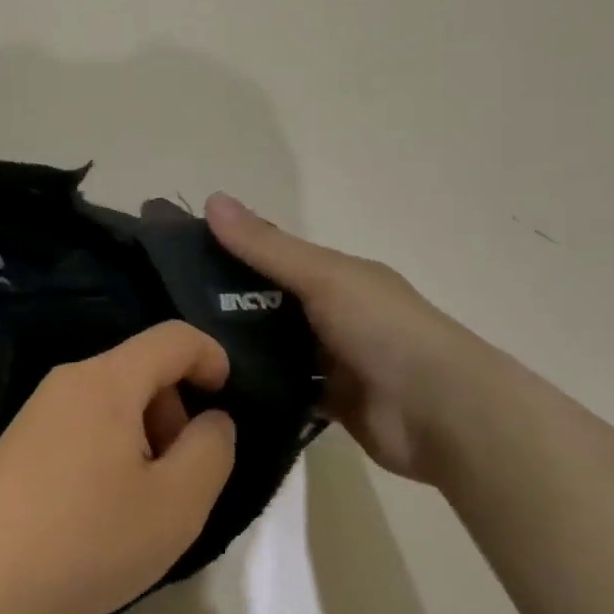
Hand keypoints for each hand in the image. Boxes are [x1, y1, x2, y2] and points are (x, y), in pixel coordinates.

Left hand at [0, 322, 237, 613]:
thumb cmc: (91, 539)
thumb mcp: (177, 504)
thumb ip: (211, 450)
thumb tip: (213, 420)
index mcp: (108, 379)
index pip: (173, 338)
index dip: (211, 357)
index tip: (227, 402)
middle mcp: (71, 378)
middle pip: (142, 369)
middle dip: (175, 411)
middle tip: (180, 477)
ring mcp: (40, 405)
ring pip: (113, 397)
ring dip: (144, 433)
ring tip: (142, 500)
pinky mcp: (23, 436)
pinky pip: (84, 420)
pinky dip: (111, 445)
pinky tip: (102, 506)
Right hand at [206, 194, 499, 484]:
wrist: (445, 415)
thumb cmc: (384, 329)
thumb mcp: (322, 276)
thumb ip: (267, 246)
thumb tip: (211, 198)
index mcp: (337, 275)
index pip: (274, 256)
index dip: (230, 252)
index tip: (177, 258)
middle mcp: (335, 312)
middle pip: (271, 303)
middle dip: (227, 304)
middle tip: (168, 311)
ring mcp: (334, 360)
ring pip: (275, 347)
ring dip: (241, 348)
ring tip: (183, 349)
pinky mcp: (332, 402)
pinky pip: (286, 388)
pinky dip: (259, 386)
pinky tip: (216, 387)